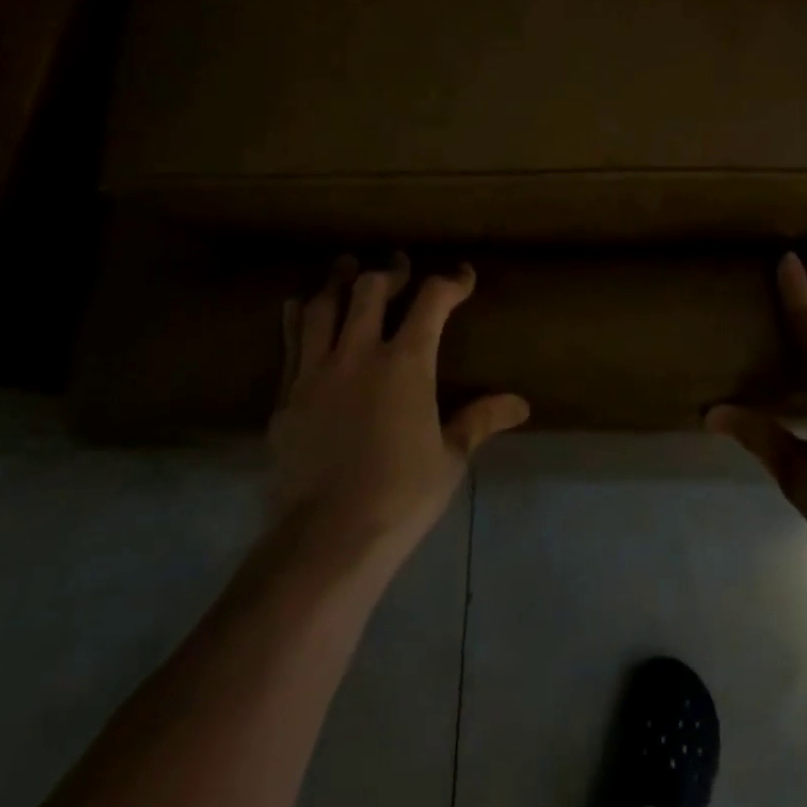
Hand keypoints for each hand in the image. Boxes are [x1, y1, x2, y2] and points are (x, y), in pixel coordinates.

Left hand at [269, 255, 528, 560]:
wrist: (326, 539)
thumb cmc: (401, 496)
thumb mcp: (450, 457)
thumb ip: (480, 420)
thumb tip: (520, 404)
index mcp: (406, 364)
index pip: (432, 301)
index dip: (450, 281)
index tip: (462, 276)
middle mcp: (358, 354)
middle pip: (370, 289)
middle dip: (390, 271)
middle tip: (400, 267)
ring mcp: (315, 372)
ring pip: (321, 306)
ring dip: (338, 281)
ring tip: (347, 269)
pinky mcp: (286, 395)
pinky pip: (290, 340)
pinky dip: (299, 315)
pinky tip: (302, 309)